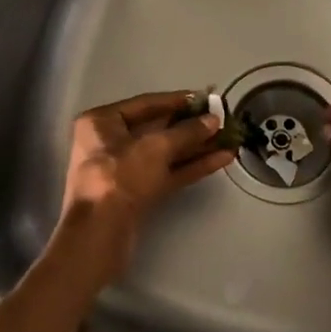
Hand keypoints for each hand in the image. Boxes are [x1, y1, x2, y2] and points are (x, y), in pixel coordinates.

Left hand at [57, 90, 233, 267]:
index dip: (179, 100)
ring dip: (197, 147)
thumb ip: (187, 132)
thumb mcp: (155, 147)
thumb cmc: (120, 176)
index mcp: (102, 122)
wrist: (100, 233)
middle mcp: (110, 142)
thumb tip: (213, 121)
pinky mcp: (138, 193)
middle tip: (223, 120)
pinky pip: (168, 173)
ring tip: (230, 140)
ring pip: (166, 153)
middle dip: (191, 126)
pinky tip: (221, 159)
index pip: (146, 104)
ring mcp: (124, 170)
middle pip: (158, 129)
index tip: (207, 99)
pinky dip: (192, 166)